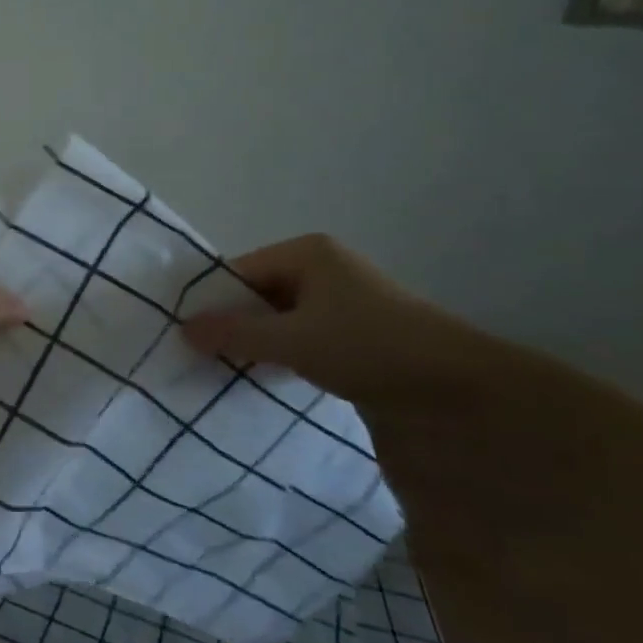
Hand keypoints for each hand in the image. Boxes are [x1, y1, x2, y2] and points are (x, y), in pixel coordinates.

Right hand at [182, 233, 458, 403]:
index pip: (240, 272)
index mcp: (307, 253)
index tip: (188, 337)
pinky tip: (270, 380)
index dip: (213, 303)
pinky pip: (304, 337)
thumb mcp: (292, 340)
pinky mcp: (357, 332)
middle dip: (234, 325)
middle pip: (259, 294)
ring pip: (281, 319)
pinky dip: (285, 356)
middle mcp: (323, 267)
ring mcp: (343, 300)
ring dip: (259, 344)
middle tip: (204, 358)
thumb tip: (182, 328)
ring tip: (230, 372)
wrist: (460, 388)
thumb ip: (235, 333)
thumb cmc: (367, 346)